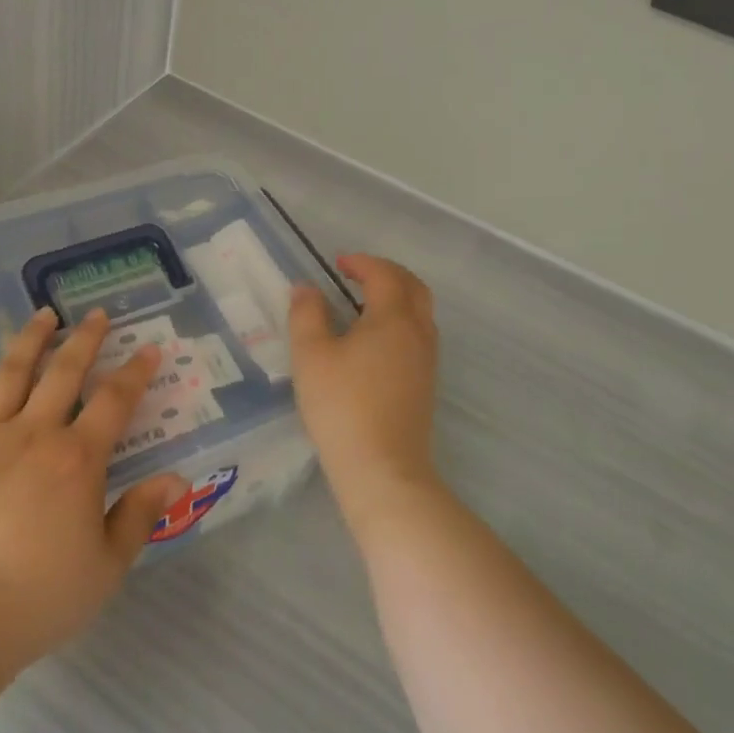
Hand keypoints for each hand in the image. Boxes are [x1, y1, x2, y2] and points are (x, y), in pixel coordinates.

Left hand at [0, 307, 189, 682]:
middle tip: (96, 315)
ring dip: (31, 339)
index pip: (114, 400)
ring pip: (11, 372)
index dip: (135, 372)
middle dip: (86, 339)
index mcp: (76, 459)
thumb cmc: (36, 602)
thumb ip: (140, 516)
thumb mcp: (105, 568)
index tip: (148, 349)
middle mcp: (33, 433)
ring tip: (44, 314)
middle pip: (65, 371)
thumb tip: (178, 477)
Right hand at [288, 254, 442, 536]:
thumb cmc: (342, 406)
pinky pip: (419, 334)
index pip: (384, 274)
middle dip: (387, 272)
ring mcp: (427, 360)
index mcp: (393, 318)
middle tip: (356, 273)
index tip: (337, 263)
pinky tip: (373, 338)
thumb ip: (306, 314)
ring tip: (363, 301)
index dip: (361, 262)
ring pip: (420, 311)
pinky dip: (400, 319)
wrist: (383, 470)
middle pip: (414, 286)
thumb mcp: (311, 355)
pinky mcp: (425, 383)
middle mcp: (418, 332)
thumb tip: (306, 288)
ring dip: (397, 295)